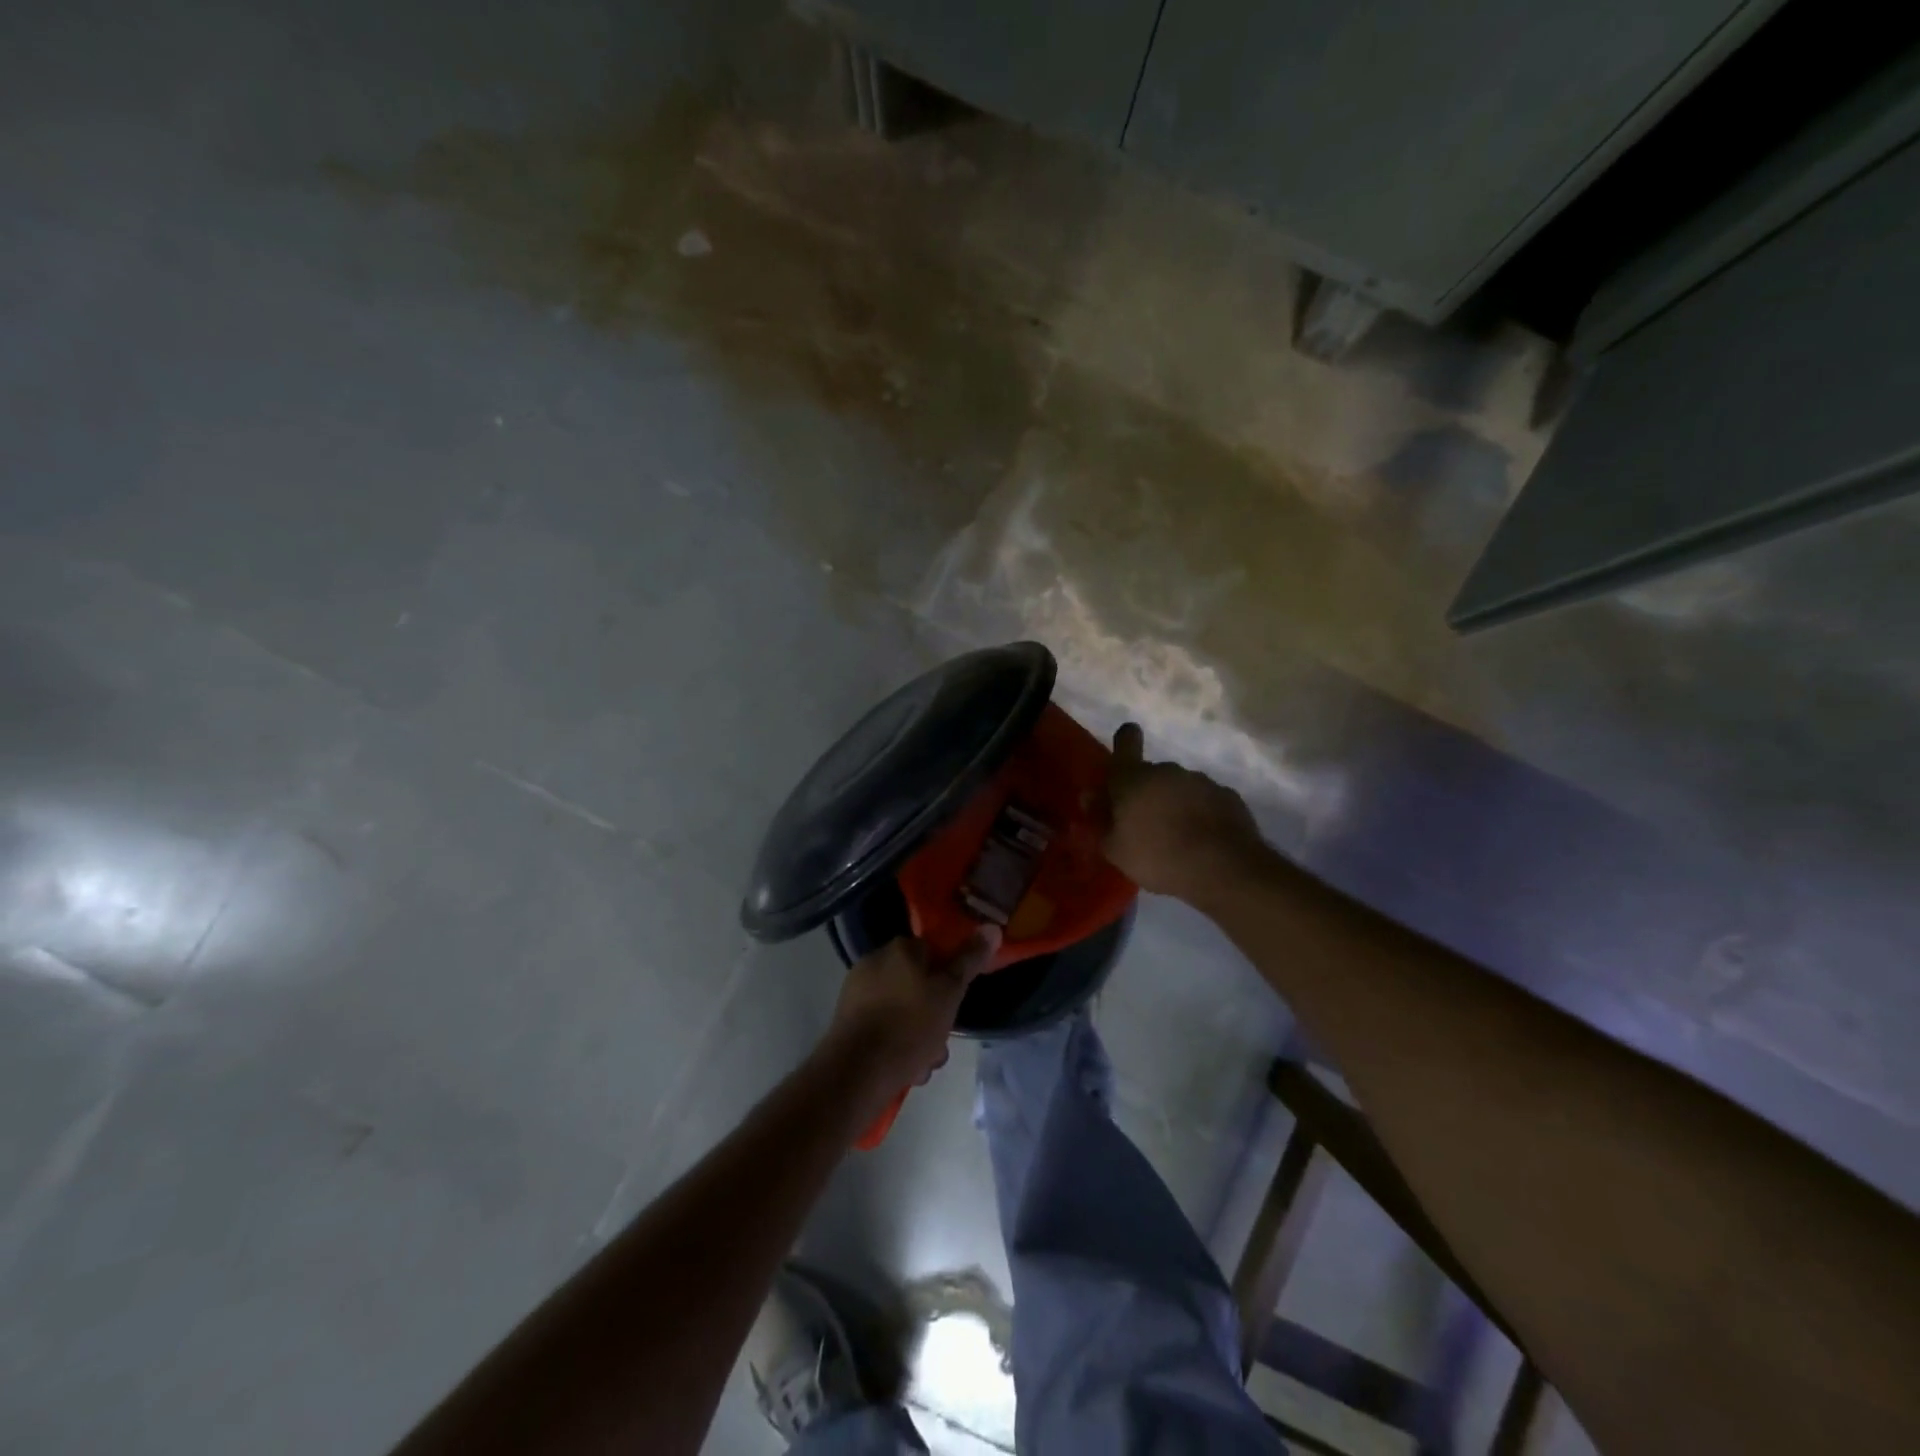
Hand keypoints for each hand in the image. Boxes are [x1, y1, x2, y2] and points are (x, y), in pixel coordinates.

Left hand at [822, 929, 999, 1099]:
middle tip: (941, 1043)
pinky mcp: (846, 1019)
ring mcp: (857, 990)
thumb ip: (970, 960)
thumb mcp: (950, 992)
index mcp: (900, 948)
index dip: (948, 978)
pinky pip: (882, 1025)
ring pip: (901, 1009)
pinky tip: (906, 1069)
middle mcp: (875, 961)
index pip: (933, 952)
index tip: (955, 1003)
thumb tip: (992, 927)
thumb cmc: (910, 1025)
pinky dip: (895, 1043)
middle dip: (933, 1015)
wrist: (858, 1070)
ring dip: (917, 1035)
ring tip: (925, 1065)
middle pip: (917, 984)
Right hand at [1103, 722, 1267, 902]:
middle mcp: (1167, 771)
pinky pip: (1206, 802)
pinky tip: (1202, 842)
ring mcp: (1201, 781)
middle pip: (1151, 775)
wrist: (1223, 869)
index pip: (1126, 742)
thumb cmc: (1157, 857)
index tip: (1126, 751)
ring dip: (1175, 805)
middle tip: (1146, 827)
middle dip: (1147, 794)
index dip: (1125, 742)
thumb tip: (1090, 797)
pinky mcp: (1228, 797)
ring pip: (1179, 788)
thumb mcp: (1115, 850)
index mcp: (1133, 778)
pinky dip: (1201, 815)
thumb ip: (1100, 820)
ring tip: (1177, 840)